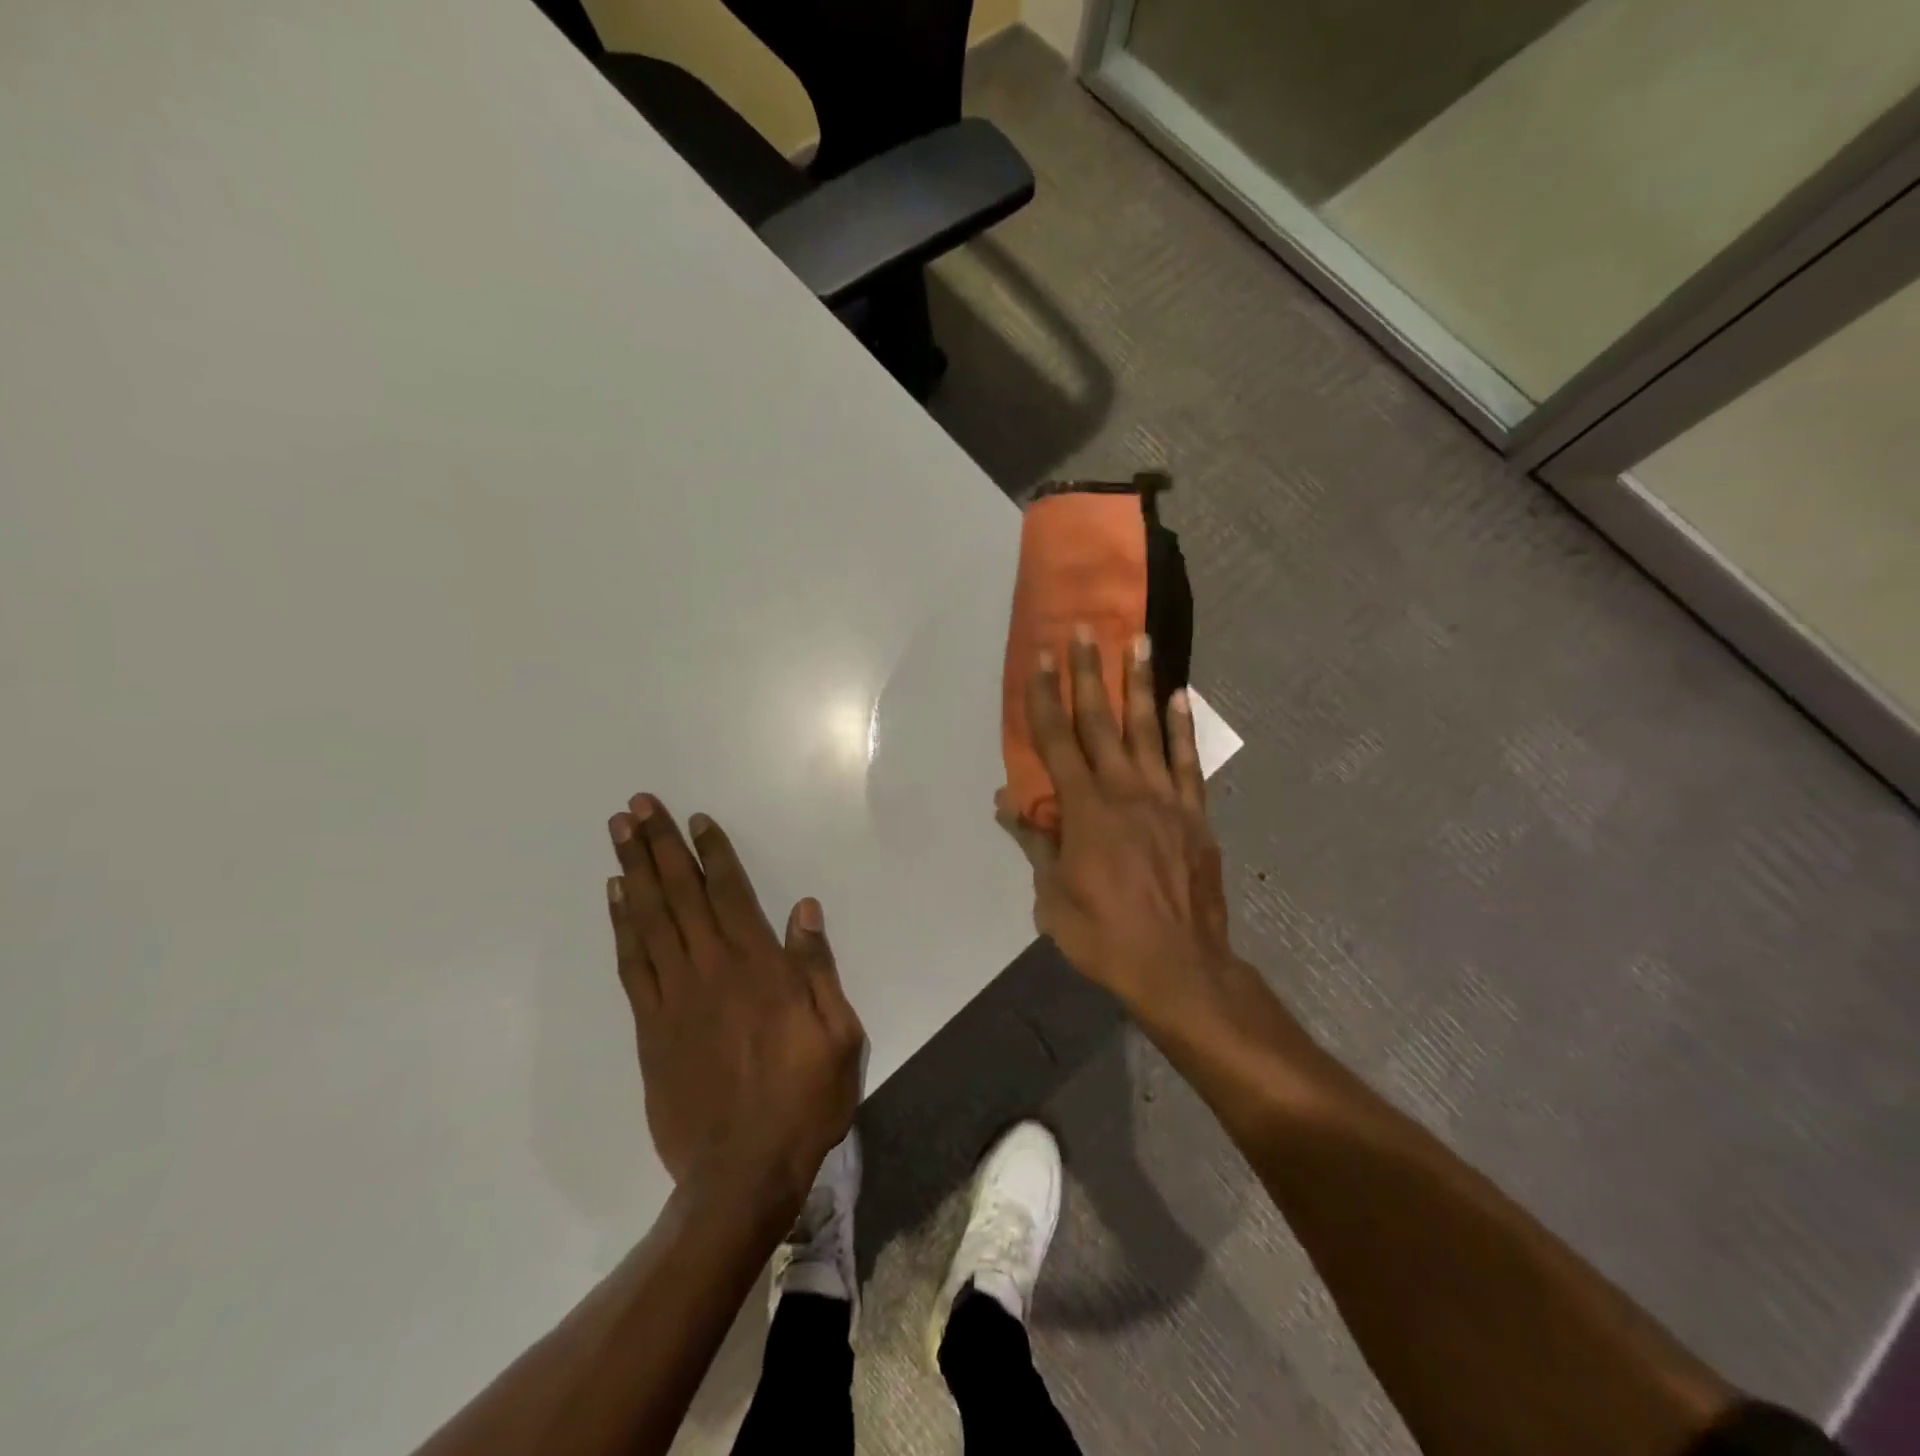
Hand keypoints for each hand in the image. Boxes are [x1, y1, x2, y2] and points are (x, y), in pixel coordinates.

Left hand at [606, 796, 864, 1210]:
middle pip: (680, 894)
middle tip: (637, 806)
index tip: (694, 819)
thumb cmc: (803, 1099)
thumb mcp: (838, 1033)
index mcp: (759, 967)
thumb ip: (818, 967)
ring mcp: (674, 997)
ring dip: (633, 872)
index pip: (730, 893)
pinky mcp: (650, 1028)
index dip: (712, 852)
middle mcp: (711, 969)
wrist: (742, 1173)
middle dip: (658, 846)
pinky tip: (616, 899)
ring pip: (649, 920)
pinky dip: (621, 926)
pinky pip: (632, 964)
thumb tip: (803, 910)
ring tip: (619, 834)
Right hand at [997, 630, 1235, 1021]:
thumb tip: (1008, 803)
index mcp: (1084, 810)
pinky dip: (1183, 727)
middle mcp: (1124, 791)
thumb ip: (1036, 843)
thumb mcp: (1052, 898)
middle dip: (1088, 673)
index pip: (1057, 741)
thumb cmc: (1105, 936)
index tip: (1041, 656)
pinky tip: (1179, 695)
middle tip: (1085, 629)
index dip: (1045, 696)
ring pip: (1148, 729)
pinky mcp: (1195, 814)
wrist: (1179, 967)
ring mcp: (1165, 799)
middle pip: (1101, 722)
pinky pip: (1188, 761)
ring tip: (1138, 640)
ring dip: (1138, 683)